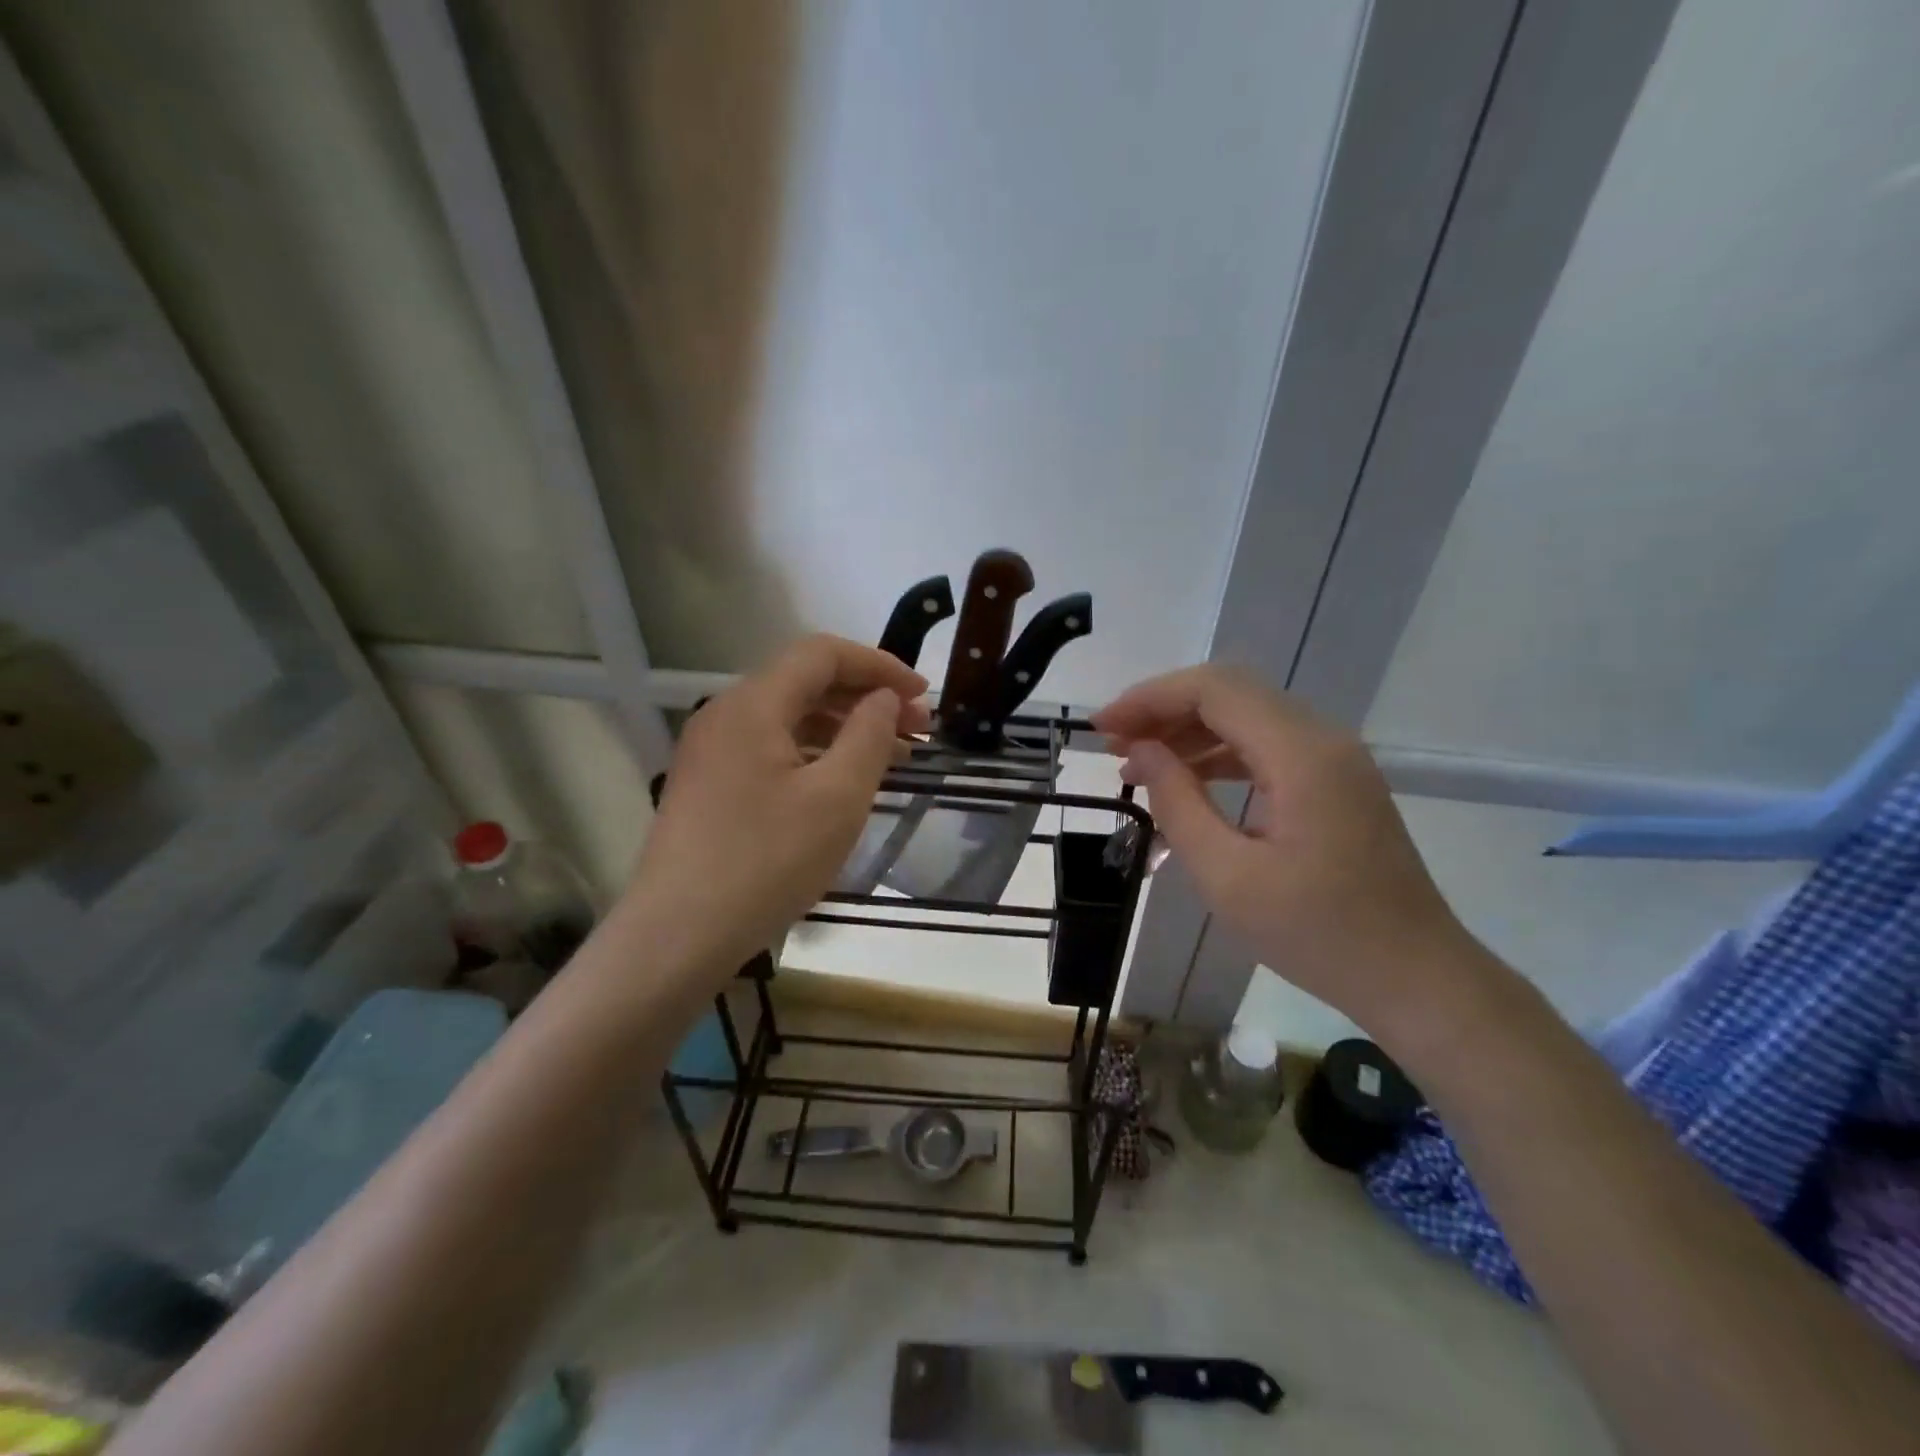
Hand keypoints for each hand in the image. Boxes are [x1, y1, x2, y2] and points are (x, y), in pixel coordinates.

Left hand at [625, 634, 930, 976]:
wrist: (678, 936)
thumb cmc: (766, 862)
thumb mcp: (837, 797)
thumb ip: (869, 735)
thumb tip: (883, 697)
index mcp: (753, 704)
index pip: (822, 654)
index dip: (879, 665)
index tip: (922, 693)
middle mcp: (726, 714)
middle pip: (805, 683)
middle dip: (867, 698)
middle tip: (919, 728)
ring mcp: (713, 752)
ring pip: (790, 719)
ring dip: (845, 728)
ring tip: (895, 756)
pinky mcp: (710, 786)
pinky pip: (772, 750)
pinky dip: (816, 755)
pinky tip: (845, 783)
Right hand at [1094, 666, 1486, 1034]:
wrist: (1416, 978)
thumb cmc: (1318, 935)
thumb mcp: (1228, 876)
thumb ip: (1179, 804)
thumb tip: (1142, 753)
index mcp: (1301, 755)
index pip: (1215, 690)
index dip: (1150, 697)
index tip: (1103, 728)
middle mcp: (1323, 739)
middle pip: (1230, 693)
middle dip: (1164, 709)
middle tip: (1113, 744)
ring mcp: (1334, 759)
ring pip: (1248, 716)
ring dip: (1188, 730)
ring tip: (1137, 763)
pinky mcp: (1335, 782)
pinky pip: (1266, 746)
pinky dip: (1219, 753)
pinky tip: (1186, 780)